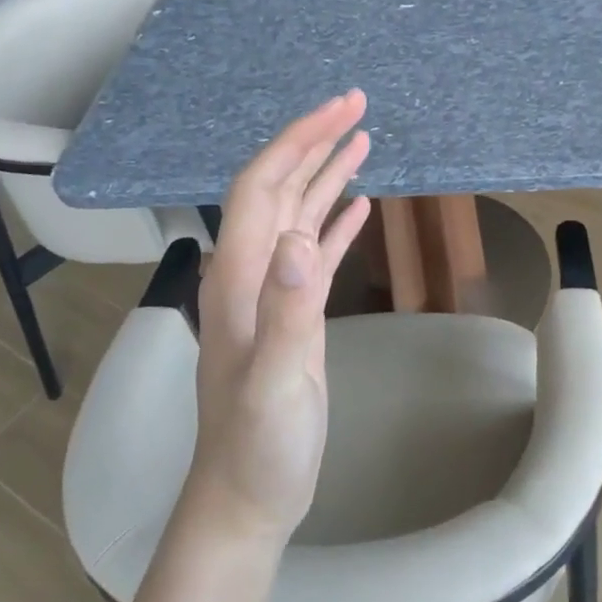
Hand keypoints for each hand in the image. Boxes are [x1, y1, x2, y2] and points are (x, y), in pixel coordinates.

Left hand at [185, 92, 371, 546]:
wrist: (248, 496)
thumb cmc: (258, 444)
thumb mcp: (276, 381)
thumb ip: (287, 310)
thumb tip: (301, 237)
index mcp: (238, 275)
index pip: (262, 185)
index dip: (299, 140)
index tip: (341, 110)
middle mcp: (250, 270)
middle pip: (279, 187)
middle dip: (315, 141)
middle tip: (358, 105)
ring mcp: (272, 291)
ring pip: (298, 213)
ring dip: (327, 173)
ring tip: (363, 139)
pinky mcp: (294, 311)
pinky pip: (316, 250)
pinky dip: (336, 220)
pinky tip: (359, 205)